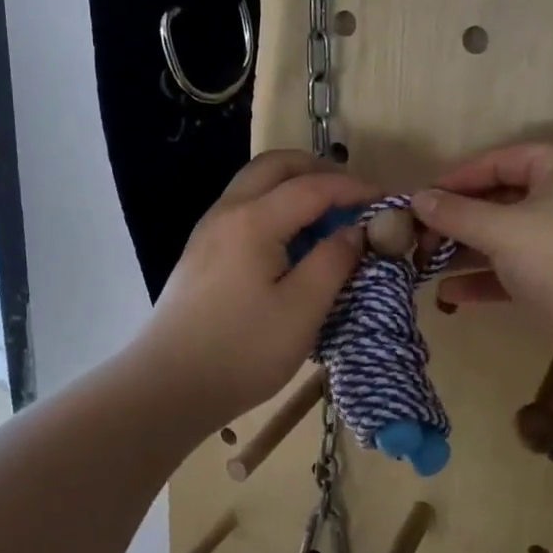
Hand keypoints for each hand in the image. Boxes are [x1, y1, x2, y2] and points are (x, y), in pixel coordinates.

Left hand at [135, 150, 375, 429]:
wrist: (167, 386)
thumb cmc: (242, 351)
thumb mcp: (302, 310)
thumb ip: (333, 262)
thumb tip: (354, 231)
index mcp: (254, 221)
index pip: (312, 186)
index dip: (352, 188)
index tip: (384, 200)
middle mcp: (227, 212)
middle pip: (275, 165)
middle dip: (318, 169)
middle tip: (351, 196)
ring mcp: (208, 230)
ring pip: (255, 183)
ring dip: (294, 185)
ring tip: (326, 216)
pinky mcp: (201, 251)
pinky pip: (243, 207)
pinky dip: (274, 205)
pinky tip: (291, 241)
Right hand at [410, 141, 552, 383]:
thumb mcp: (503, 230)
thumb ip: (456, 213)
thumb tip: (416, 198)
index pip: (499, 160)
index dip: (456, 178)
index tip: (417, 198)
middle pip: (502, 199)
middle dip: (458, 219)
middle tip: (416, 235)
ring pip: (508, 236)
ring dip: (467, 250)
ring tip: (422, 264)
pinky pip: (519, 269)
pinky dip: (488, 278)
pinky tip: (450, 293)